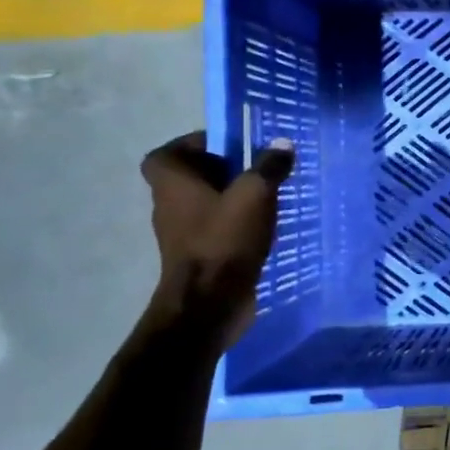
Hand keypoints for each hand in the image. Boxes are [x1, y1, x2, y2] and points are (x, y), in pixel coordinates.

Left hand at [140, 131, 296, 347]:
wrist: (209, 305)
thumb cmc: (224, 240)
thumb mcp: (255, 195)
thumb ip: (269, 166)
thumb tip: (282, 144)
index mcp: (173, 183)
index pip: (166, 154)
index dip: (193, 145)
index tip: (227, 146)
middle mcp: (169, 205)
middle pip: (190, 178)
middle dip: (222, 171)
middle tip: (255, 169)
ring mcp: (182, 234)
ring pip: (205, 204)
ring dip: (231, 198)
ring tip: (266, 197)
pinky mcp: (198, 256)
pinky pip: (215, 229)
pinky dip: (234, 224)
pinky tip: (263, 228)